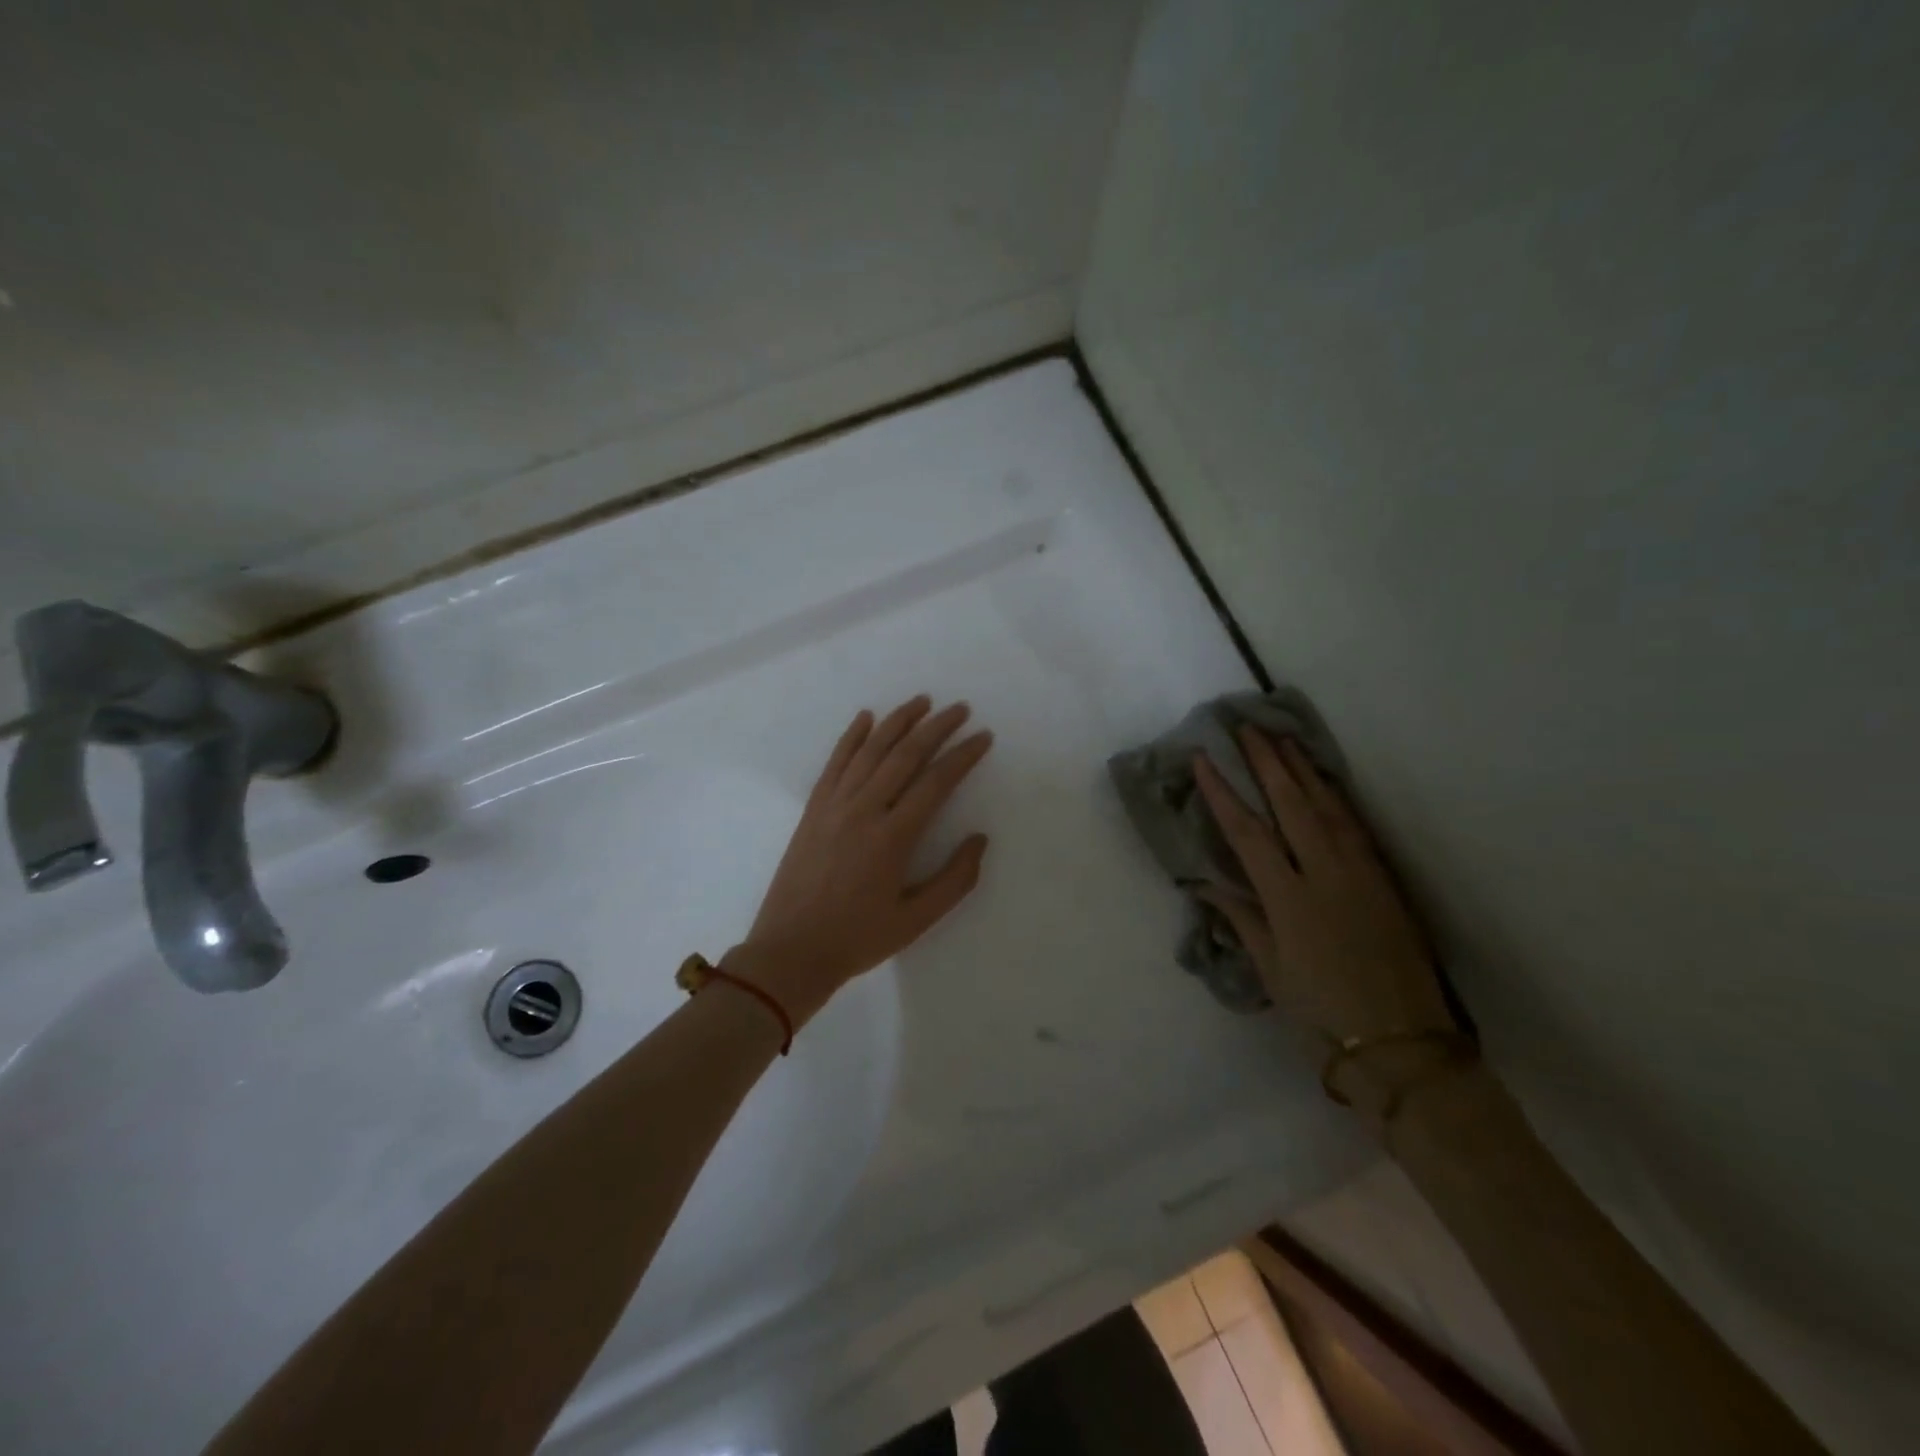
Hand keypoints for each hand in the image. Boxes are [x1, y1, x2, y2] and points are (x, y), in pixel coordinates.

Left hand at [729, 696, 992, 1024]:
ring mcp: (834, 805)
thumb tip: (979, 839)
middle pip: (905, 755)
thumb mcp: (917, 920)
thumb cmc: (858, 938)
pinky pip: (835, 762)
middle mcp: (863, 810)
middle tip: (960, 709)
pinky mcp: (813, 808)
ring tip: (921, 702)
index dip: (963, 756)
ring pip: (870, 750)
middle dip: (936, 727)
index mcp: (893, 837)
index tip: (983, 737)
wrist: (790, 951)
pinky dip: (851, 736)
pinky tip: (866, 717)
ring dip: (897, 721)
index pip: (936, 782)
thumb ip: (955, 880)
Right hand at [1193, 729, 1453, 1048]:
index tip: (1204, 758)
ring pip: (1329, 808)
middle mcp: (1326, 876)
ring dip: (1305, 770)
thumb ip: (1242, 919)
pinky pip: (1357, 828)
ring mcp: (1362, 875)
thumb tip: (1205, 885)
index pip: (1248, 833)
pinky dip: (1337, 798)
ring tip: (1285, 739)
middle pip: (1293, 805)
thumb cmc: (1322, 1014)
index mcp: (1289, 900)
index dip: (1223, 793)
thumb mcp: (1272, 971)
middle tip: (1249, 726)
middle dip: (1268, 762)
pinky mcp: (1386, 883)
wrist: (1403, 1047)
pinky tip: (1327, 783)